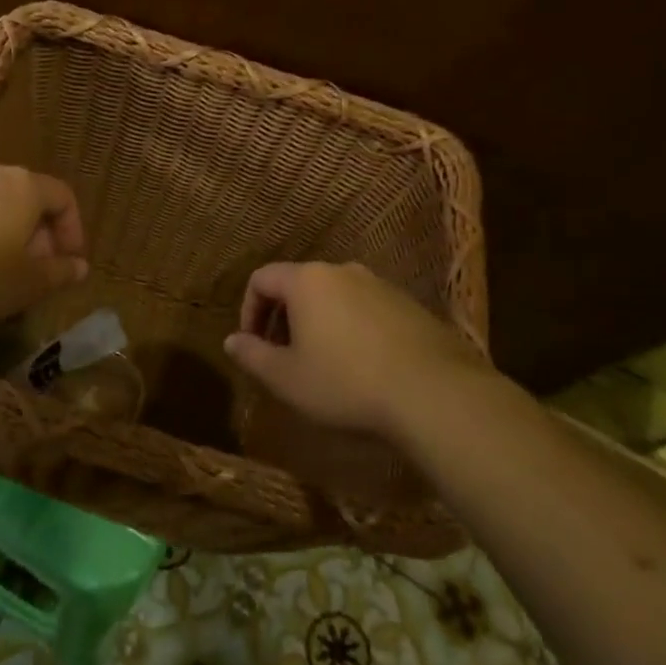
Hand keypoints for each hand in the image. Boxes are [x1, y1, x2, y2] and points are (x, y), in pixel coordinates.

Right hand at [223, 261, 510, 441]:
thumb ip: (252, 356)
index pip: (262, 278)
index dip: (248, 310)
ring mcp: (380, 285)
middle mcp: (342, 271)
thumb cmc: (345, 382)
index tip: (253, 344)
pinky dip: (351, 329)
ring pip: (334, 297)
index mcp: (307, 280)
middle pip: (299, 285)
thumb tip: (232, 341)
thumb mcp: (286, 378)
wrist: (433, 393)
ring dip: (318, 323)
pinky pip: (365, 309)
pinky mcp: (410, 305)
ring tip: (322, 363)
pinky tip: (361, 366)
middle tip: (283, 356)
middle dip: (283, 318)